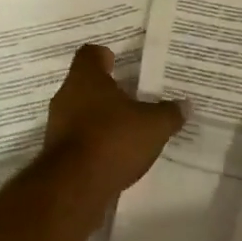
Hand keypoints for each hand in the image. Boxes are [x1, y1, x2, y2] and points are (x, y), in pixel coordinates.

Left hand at [40, 44, 185, 198]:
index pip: (90, 54)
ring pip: (80, 112)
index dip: (104, 56)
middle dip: (106, 91)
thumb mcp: (153, 125)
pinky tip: (113, 154)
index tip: (119, 63)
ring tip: (125, 129)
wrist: (74, 186)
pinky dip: (93, 143)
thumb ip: (169, 113)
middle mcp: (66, 95)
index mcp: (86, 78)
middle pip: (85, 84)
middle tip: (131, 97)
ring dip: (99, 119)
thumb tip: (185, 104)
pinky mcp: (56, 153)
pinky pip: (78, 139)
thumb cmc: (113, 139)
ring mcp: (57, 125)